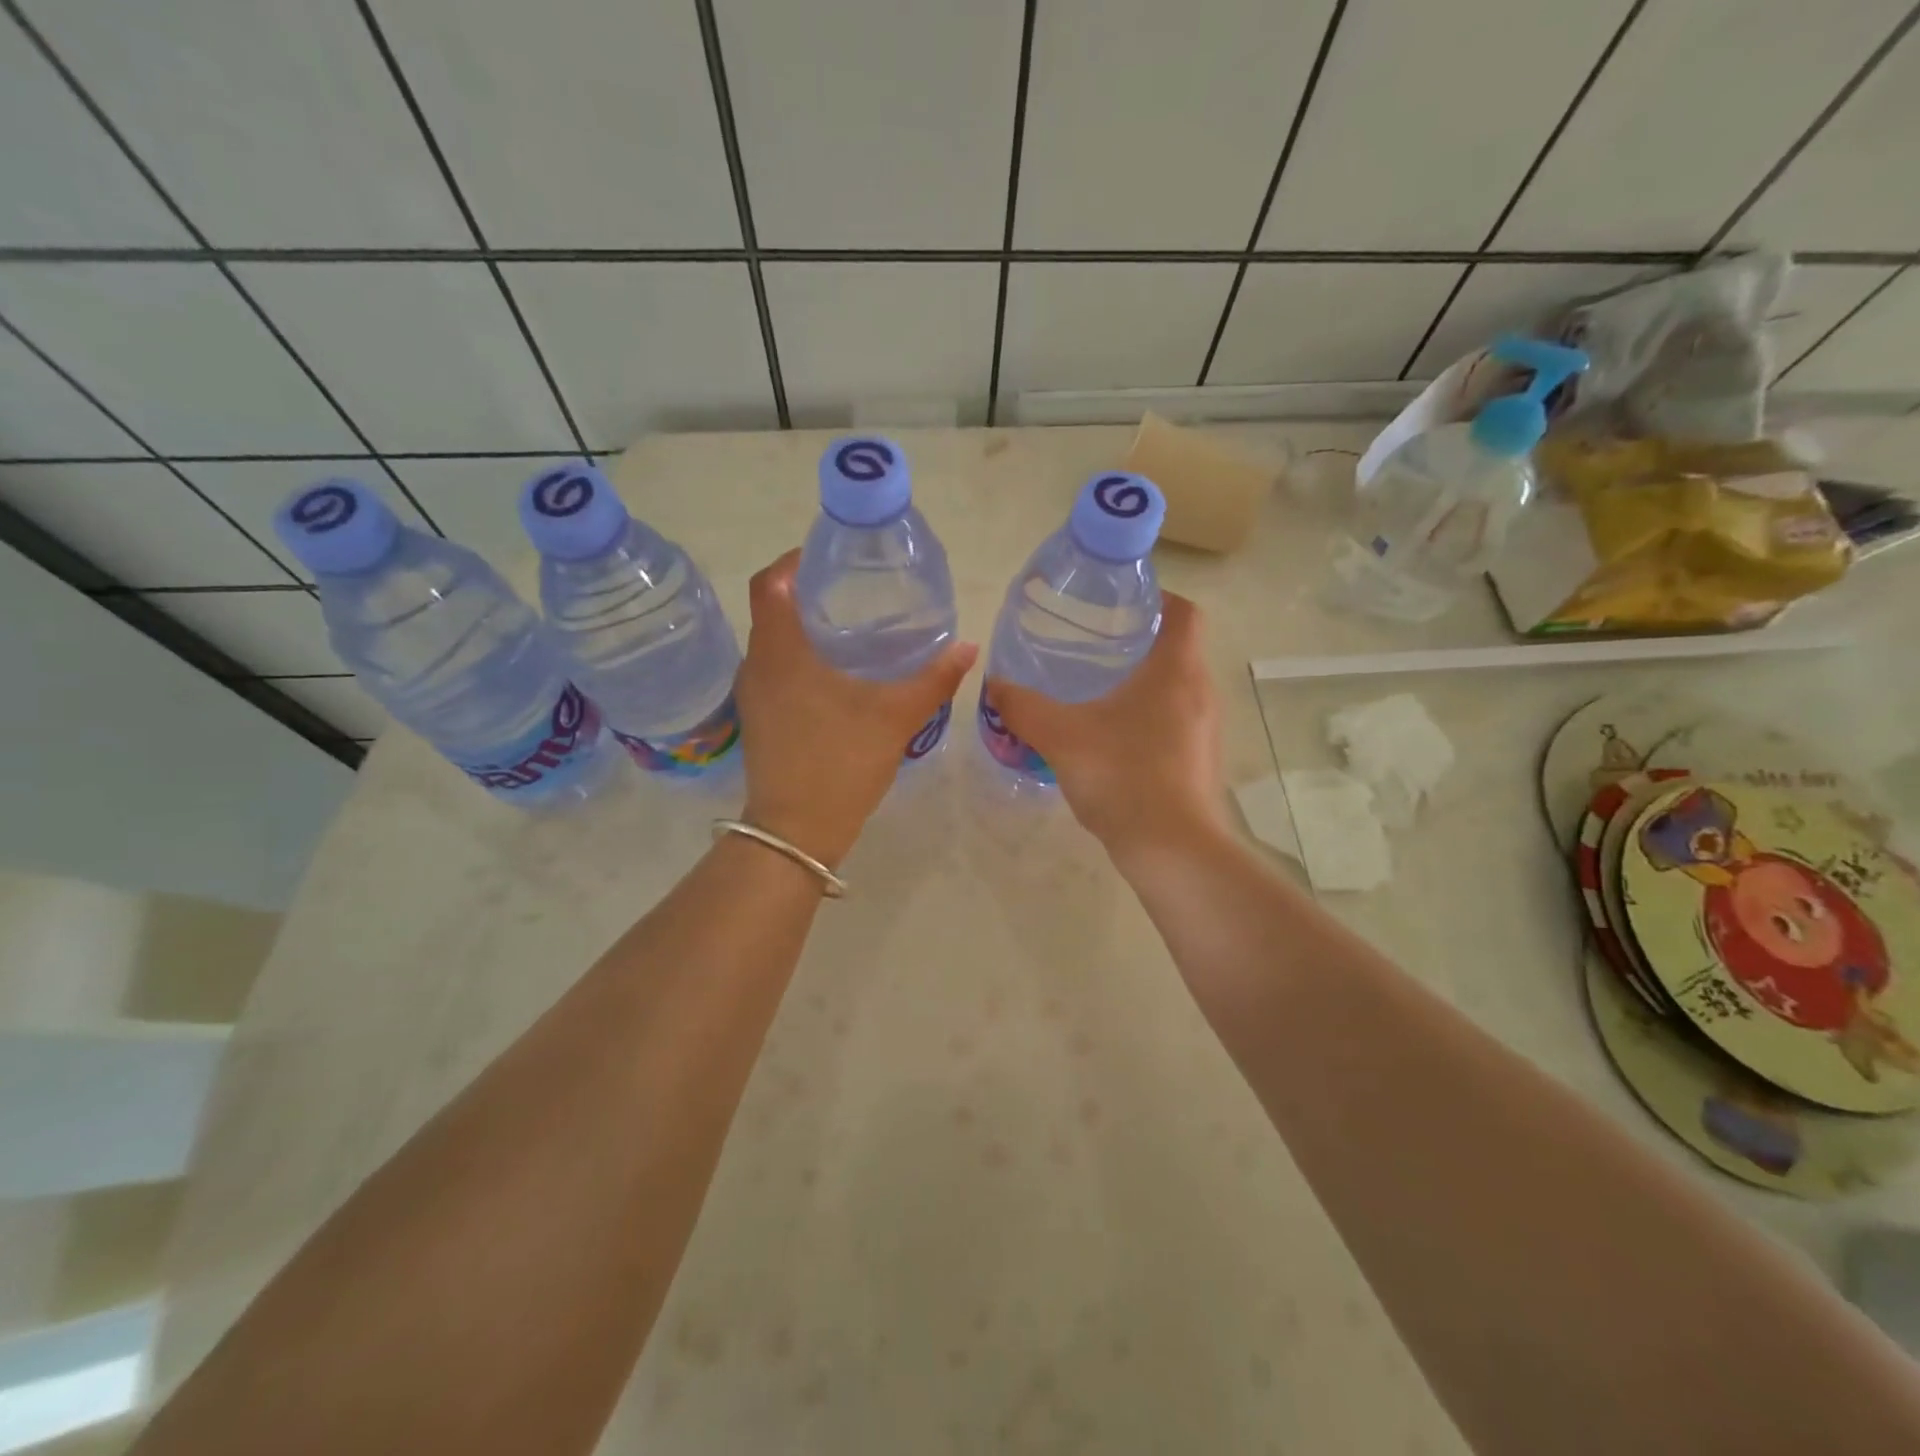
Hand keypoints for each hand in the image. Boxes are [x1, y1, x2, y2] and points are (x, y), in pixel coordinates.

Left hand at [735, 550, 977, 865]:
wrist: (796, 832)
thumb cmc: (841, 764)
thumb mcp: (895, 718)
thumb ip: (933, 680)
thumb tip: (968, 648)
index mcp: (781, 652)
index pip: (771, 583)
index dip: (795, 561)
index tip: (831, 557)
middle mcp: (757, 665)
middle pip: (771, 608)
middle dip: (807, 592)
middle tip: (854, 590)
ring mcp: (753, 694)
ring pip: (773, 642)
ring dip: (803, 627)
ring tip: (851, 627)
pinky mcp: (759, 718)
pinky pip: (775, 670)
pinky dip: (799, 657)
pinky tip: (836, 673)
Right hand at [984, 593, 1223, 856]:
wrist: (1172, 850)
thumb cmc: (1124, 777)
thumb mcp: (1061, 737)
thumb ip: (1024, 708)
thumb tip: (994, 686)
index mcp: (1177, 670)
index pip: (1183, 612)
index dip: (1156, 599)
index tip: (1119, 605)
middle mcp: (1201, 692)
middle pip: (1178, 648)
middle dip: (1138, 641)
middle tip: (1093, 645)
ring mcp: (1206, 730)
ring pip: (1176, 688)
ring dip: (1143, 682)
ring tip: (1096, 689)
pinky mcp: (1200, 761)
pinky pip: (1176, 722)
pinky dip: (1148, 717)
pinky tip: (1111, 738)